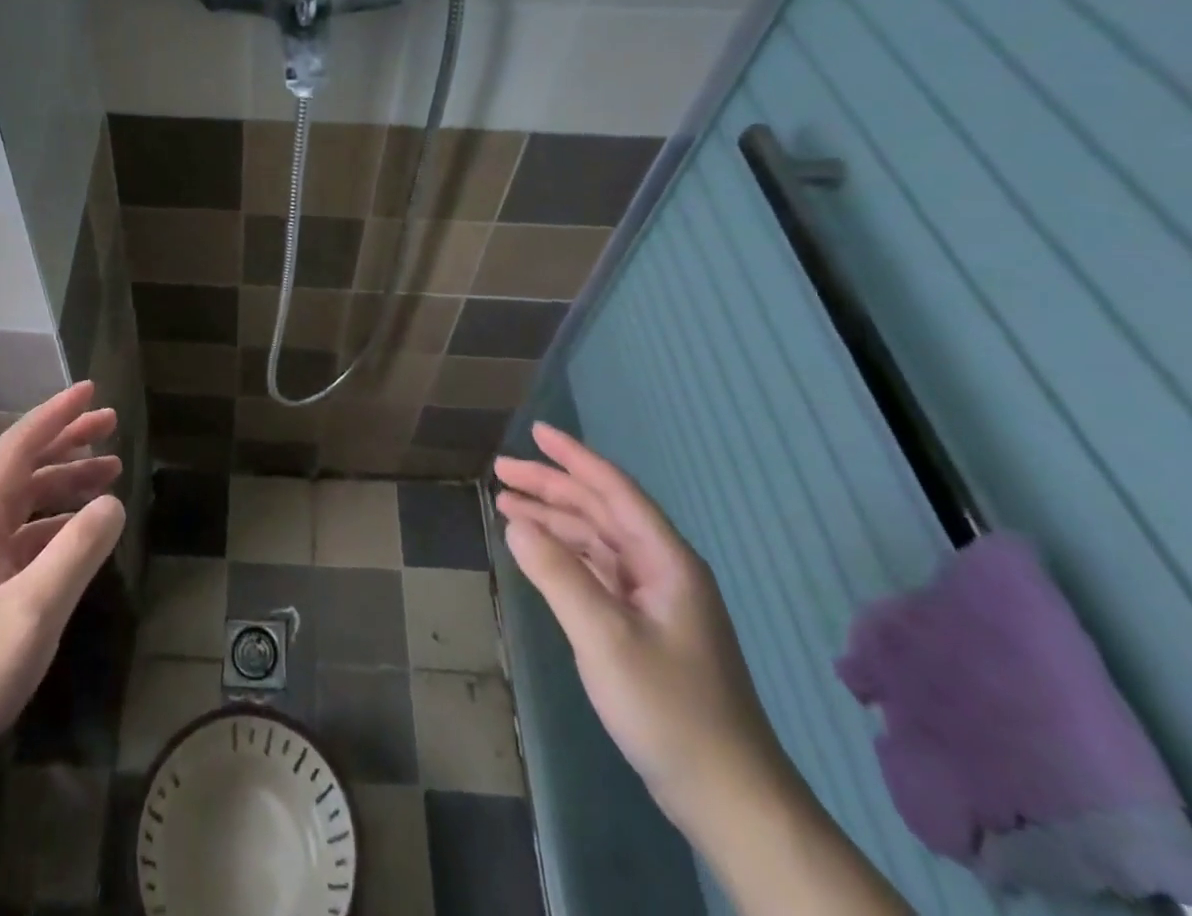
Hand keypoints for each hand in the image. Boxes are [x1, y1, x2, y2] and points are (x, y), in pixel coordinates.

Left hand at [0, 382, 125, 783]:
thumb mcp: (32, 613)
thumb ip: (77, 551)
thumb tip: (113, 501)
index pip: (18, 446)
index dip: (56, 415)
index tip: (91, 390)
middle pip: (21, 466)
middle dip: (67, 440)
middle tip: (111, 423)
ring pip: (22, 500)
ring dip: (64, 481)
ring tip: (109, 471)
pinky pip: (19, 535)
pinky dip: (53, 521)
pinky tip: (79, 530)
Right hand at [494, 424, 788, 834]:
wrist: (729, 799)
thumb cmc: (670, 709)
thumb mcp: (604, 637)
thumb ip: (557, 574)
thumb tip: (515, 522)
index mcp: (665, 560)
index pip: (614, 489)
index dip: (573, 457)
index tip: (535, 431)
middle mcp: (661, 569)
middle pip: (600, 510)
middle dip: (551, 486)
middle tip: (501, 472)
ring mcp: (655, 600)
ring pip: (596, 541)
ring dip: (553, 520)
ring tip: (506, 505)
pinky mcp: (645, 627)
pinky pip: (597, 571)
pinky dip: (564, 555)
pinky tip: (537, 553)